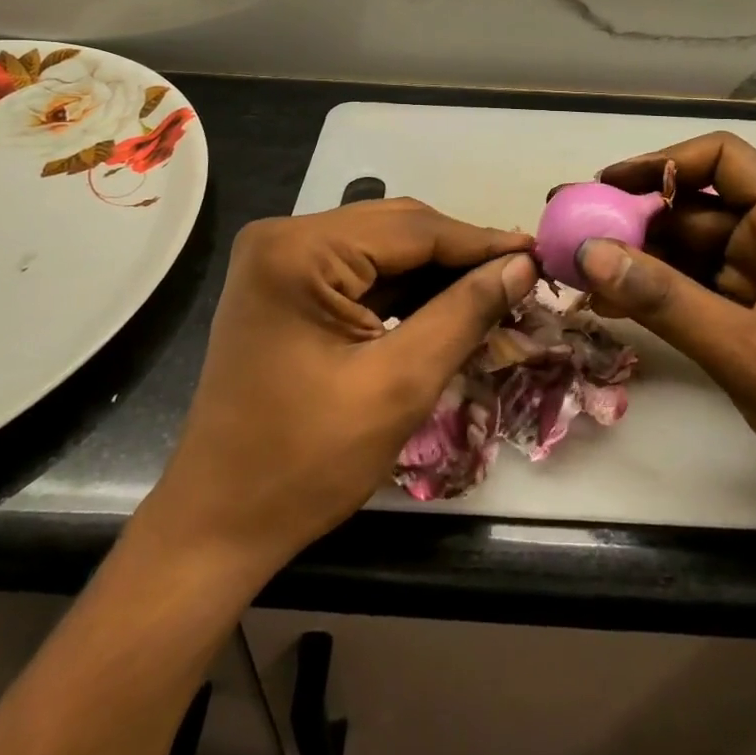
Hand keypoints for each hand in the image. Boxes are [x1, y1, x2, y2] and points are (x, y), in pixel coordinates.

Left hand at [142, 199, 535, 577]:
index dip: (481, 242)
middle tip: (521, 275)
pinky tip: (444, 305)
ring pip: (382, 247)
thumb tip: (521, 264)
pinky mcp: (284, 283)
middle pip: (396, 229)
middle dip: (460, 255)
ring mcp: (280, 258)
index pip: (413, 229)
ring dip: (435, 271)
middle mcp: (284, 236)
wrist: (216, 525)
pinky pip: (359, 270)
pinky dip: (404, 288)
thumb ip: (464, 313)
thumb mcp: (399, 385)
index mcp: (300, 250)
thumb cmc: (304, 463)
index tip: (539, 253)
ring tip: (494, 290)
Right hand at [576, 132, 755, 566]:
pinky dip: (655, 297)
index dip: (661, 163)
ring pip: (689, 254)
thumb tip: (588, 252)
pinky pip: (694, 296)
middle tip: (569, 229)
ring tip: (574, 270)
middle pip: (695, 209)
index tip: (604, 185)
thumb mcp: (753, 354)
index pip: (721, 160)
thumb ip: (666, 300)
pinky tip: (609, 305)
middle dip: (633, 217)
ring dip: (637, 260)